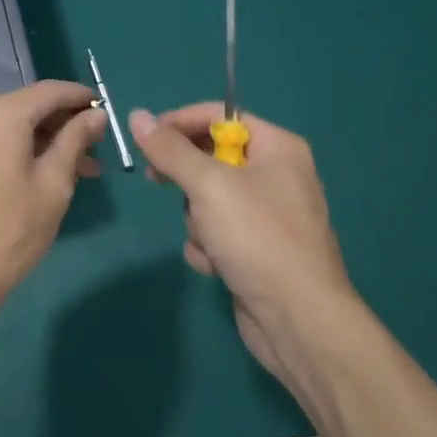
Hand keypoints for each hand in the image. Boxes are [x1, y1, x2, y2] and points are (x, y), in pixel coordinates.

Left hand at [0, 81, 105, 318]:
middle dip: (61, 128)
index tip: (103, 110)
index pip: (50, 92)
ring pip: (5, 126)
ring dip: (38, 142)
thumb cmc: (8, 233)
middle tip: (94, 153)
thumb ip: (75, 140)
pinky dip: (10, 150)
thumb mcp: (53, 185)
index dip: (80, 98)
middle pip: (25, 108)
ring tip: (72, 171)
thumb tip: (95, 114)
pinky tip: (34, 173)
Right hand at [130, 104, 353, 384]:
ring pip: (208, 198)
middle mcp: (276, 175)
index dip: (179, 122)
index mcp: (278, 148)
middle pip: (211, 158)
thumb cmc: (258, 238)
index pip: (220, 116)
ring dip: (198, 220)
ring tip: (210, 240)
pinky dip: (209, 246)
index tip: (144, 137)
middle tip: (157, 181)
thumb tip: (137, 115)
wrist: (298, 321)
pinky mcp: (256, 249)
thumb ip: (170, 149)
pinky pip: (217, 231)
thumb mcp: (208, 186)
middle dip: (188, 180)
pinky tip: (216, 265)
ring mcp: (267, 215)